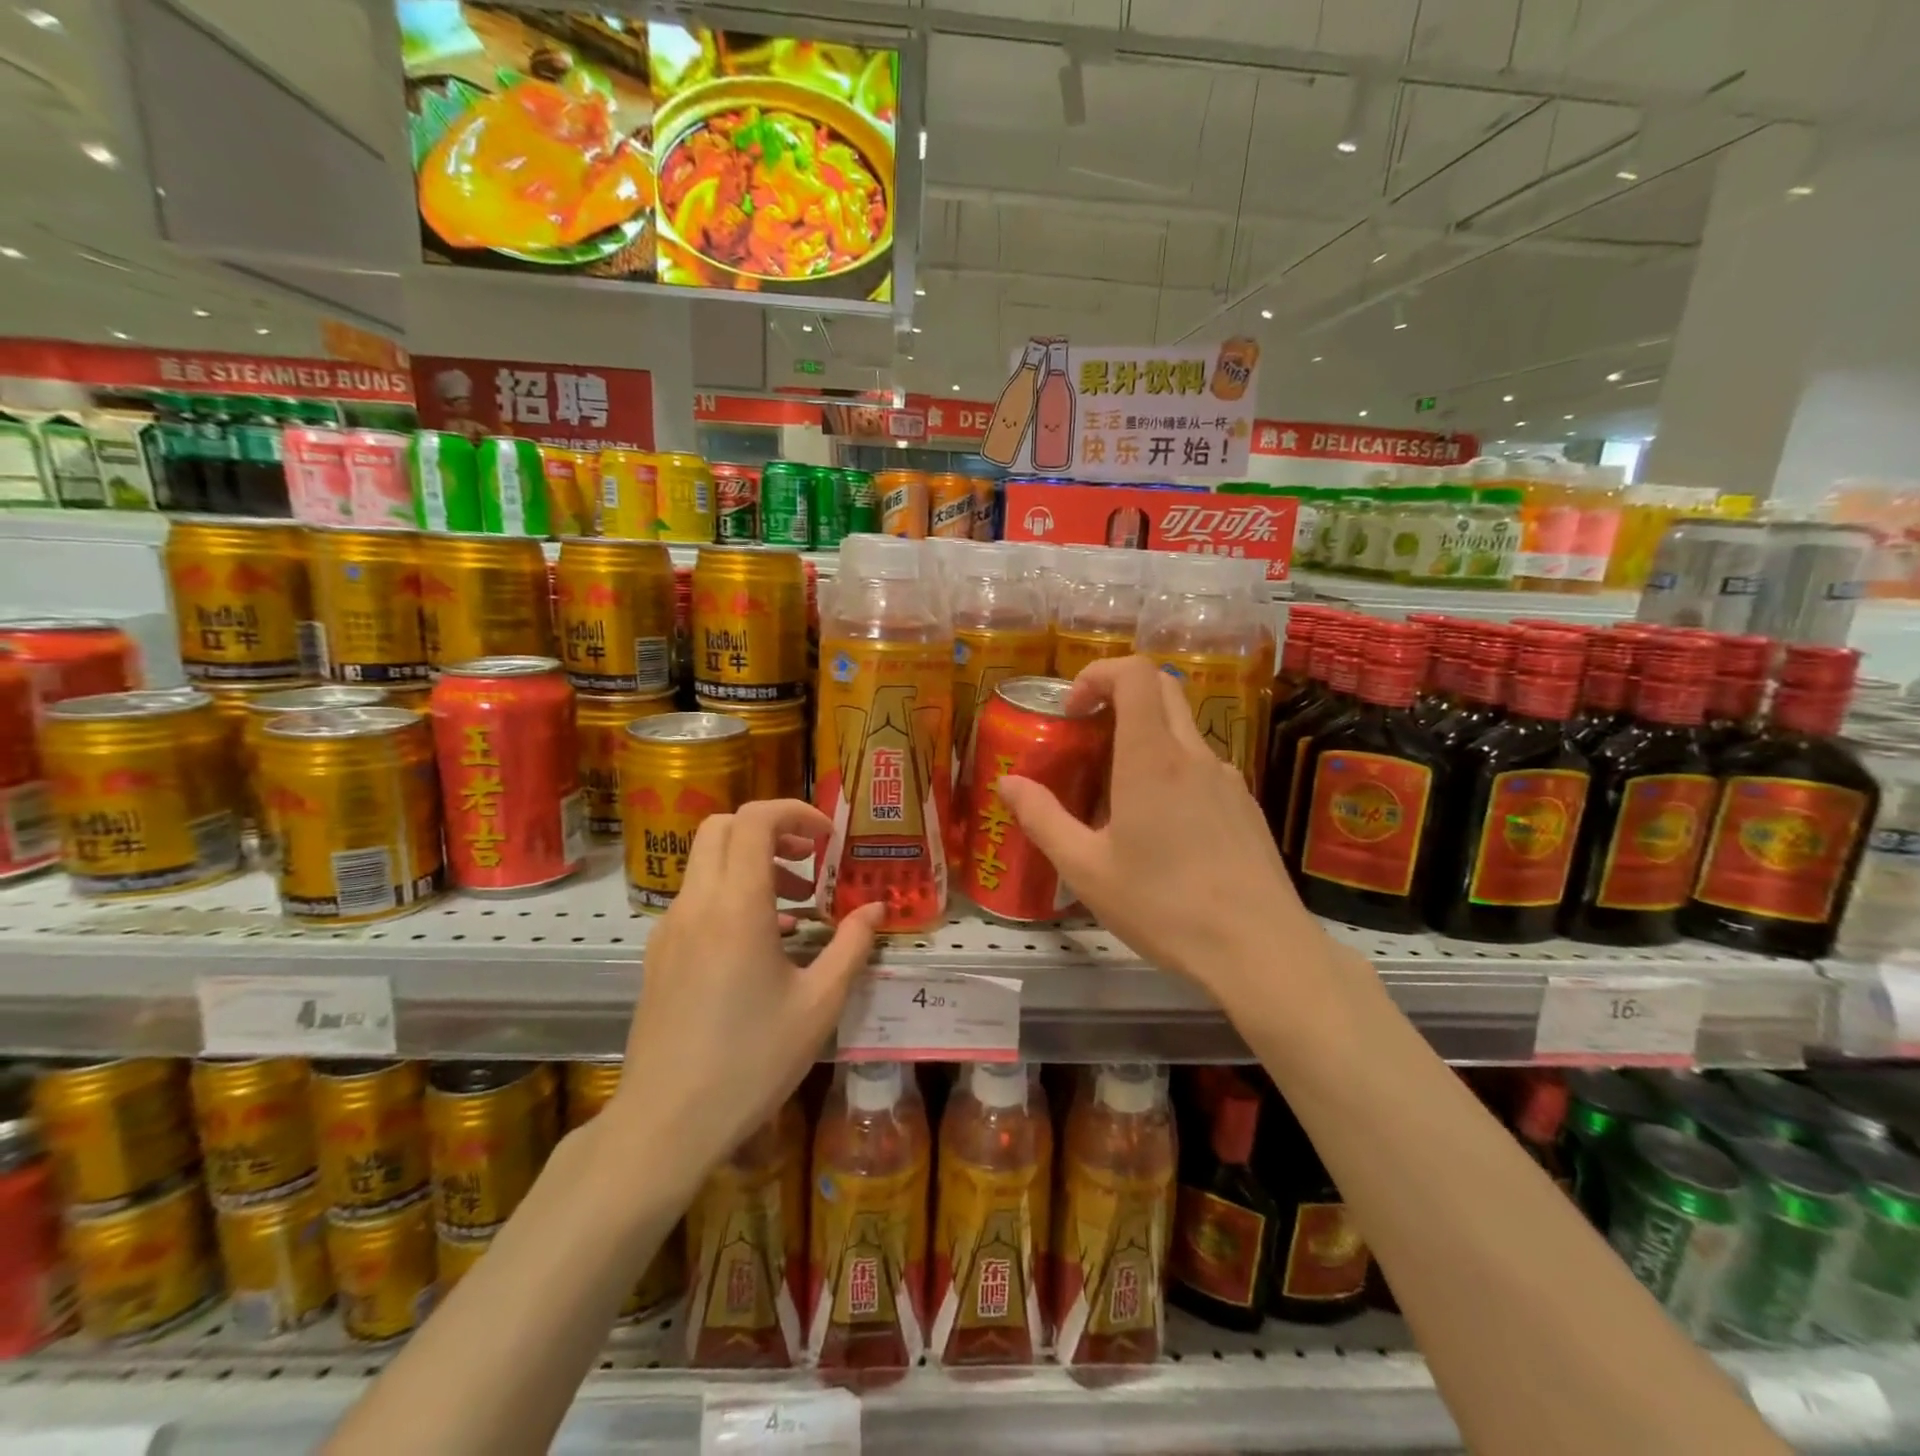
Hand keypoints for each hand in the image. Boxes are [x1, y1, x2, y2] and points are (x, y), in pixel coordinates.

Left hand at [610, 800, 883, 1184]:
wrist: (665, 1124)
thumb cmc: (751, 1062)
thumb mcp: (819, 1004)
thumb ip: (851, 946)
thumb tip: (876, 909)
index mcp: (737, 906)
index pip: (755, 820)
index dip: (795, 812)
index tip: (827, 838)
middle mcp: (697, 904)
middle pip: (723, 827)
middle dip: (771, 829)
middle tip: (809, 860)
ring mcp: (670, 928)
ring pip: (707, 861)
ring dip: (751, 862)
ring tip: (795, 904)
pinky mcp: (659, 954)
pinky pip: (696, 898)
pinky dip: (731, 893)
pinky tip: (762, 941)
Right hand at [995, 655, 1324, 1011]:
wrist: (1260, 950)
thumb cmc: (1164, 907)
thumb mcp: (1086, 869)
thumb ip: (1042, 819)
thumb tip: (1009, 783)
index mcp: (1152, 758)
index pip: (1136, 673)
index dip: (1099, 673)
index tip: (1074, 710)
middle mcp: (1195, 755)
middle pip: (1163, 689)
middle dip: (1120, 695)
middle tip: (1089, 737)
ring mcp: (1228, 779)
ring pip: (1183, 731)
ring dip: (1146, 738)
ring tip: (1118, 796)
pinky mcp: (1246, 806)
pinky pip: (1203, 768)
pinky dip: (1172, 771)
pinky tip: (1161, 830)